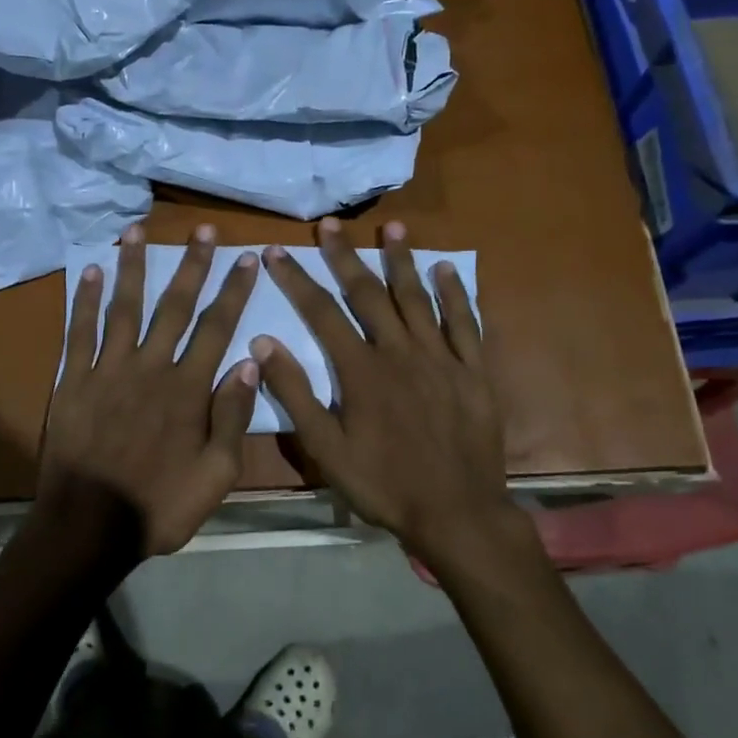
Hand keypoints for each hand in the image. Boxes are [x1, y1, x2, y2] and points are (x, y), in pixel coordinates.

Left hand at [39, 223, 259, 557]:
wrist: (89, 526)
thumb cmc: (159, 505)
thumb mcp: (216, 475)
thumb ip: (233, 417)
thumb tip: (249, 364)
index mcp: (187, 390)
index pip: (217, 328)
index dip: (233, 290)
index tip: (246, 258)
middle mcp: (150, 368)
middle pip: (174, 306)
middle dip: (191, 265)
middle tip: (202, 229)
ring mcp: (108, 370)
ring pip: (124, 307)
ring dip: (133, 267)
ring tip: (138, 230)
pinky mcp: (74, 381)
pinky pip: (80, 332)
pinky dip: (86, 300)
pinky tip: (91, 271)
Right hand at [250, 218, 521, 569]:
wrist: (457, 512)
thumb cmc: (383, 483)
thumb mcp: (326, 448)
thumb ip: (295, 393)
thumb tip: (263, 343)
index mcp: (361, 369)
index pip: (321, 312)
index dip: (295, 279)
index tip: (275, 251)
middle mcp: (400, 351)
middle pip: (368, 293)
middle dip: (345, 256)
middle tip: (330, 224)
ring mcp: (441, 358)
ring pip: (417, 298)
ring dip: (402, 260)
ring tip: (392, 227)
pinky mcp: (474, 371)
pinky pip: (465, 323)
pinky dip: (455, 294)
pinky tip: (446, 269)